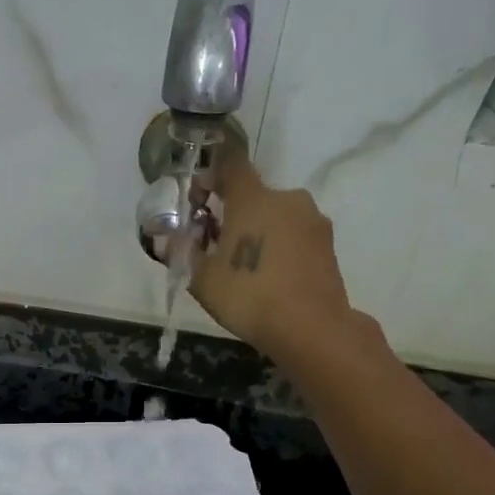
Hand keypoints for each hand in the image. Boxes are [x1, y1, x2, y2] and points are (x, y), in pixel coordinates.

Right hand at [191, 154, 354, 359]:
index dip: (210, 177)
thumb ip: (183, 253)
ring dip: (258, 232)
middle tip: (216, 246)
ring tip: (245, 268)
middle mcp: (287, 199)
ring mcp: (312, 220)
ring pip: (276, 217)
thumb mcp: (201, 279)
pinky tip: (270, 278)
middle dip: (233, 214)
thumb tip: (166, 239)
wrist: (311, 328)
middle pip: (254, 196)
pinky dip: (279, 248)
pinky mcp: (328, 244)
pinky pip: (295, 236)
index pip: (230, 166)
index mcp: (253, 198)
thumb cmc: (249, 297)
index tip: (198, 200)